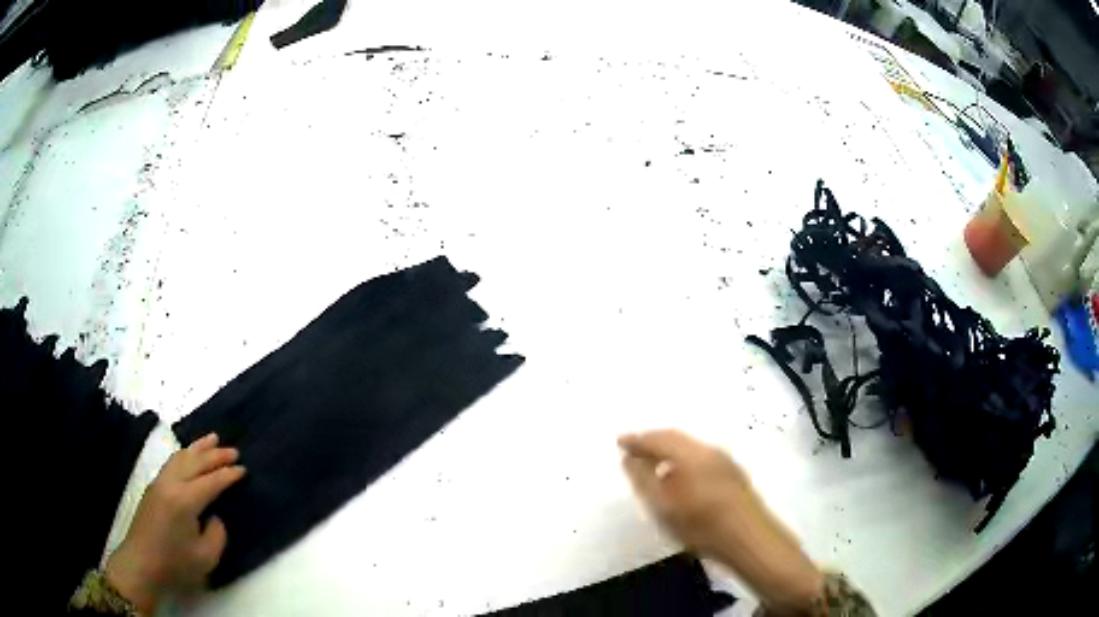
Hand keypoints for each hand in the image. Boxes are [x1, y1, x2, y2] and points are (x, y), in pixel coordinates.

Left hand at [105, 433, 245, 613]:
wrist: (142, 564)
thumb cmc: (176, 564)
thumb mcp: (206, 557)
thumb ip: (216, 534)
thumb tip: (214, 517)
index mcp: (185, 501)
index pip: (211, 481)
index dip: (228, 475)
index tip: (243, 469)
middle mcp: (171, 484)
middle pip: (194, 462)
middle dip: (214, 455)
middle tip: (233, 450)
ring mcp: (159, 483)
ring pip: (180, 457)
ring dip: (197, 448)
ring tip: (212, 439)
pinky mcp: (153, 487)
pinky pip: (172, 462)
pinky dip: (185, 455)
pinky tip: (189, 455)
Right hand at [618, 430, 822, 615]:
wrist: (750, 541)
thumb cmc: (703, 525)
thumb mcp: (664, 507)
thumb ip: (644, 480)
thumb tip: (630, 459)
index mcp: (693, 454)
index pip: (660, 438)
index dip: (637, 439)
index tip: (619, 441)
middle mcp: (710, 451)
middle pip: (677, 439)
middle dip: (653, 441)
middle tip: (632, 448)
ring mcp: (725, 462)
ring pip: (690, 448)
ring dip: (668, 451)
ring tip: (651, 462)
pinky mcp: (733, 475)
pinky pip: (700, 458)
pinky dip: (682, 460)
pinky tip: (678, 476)